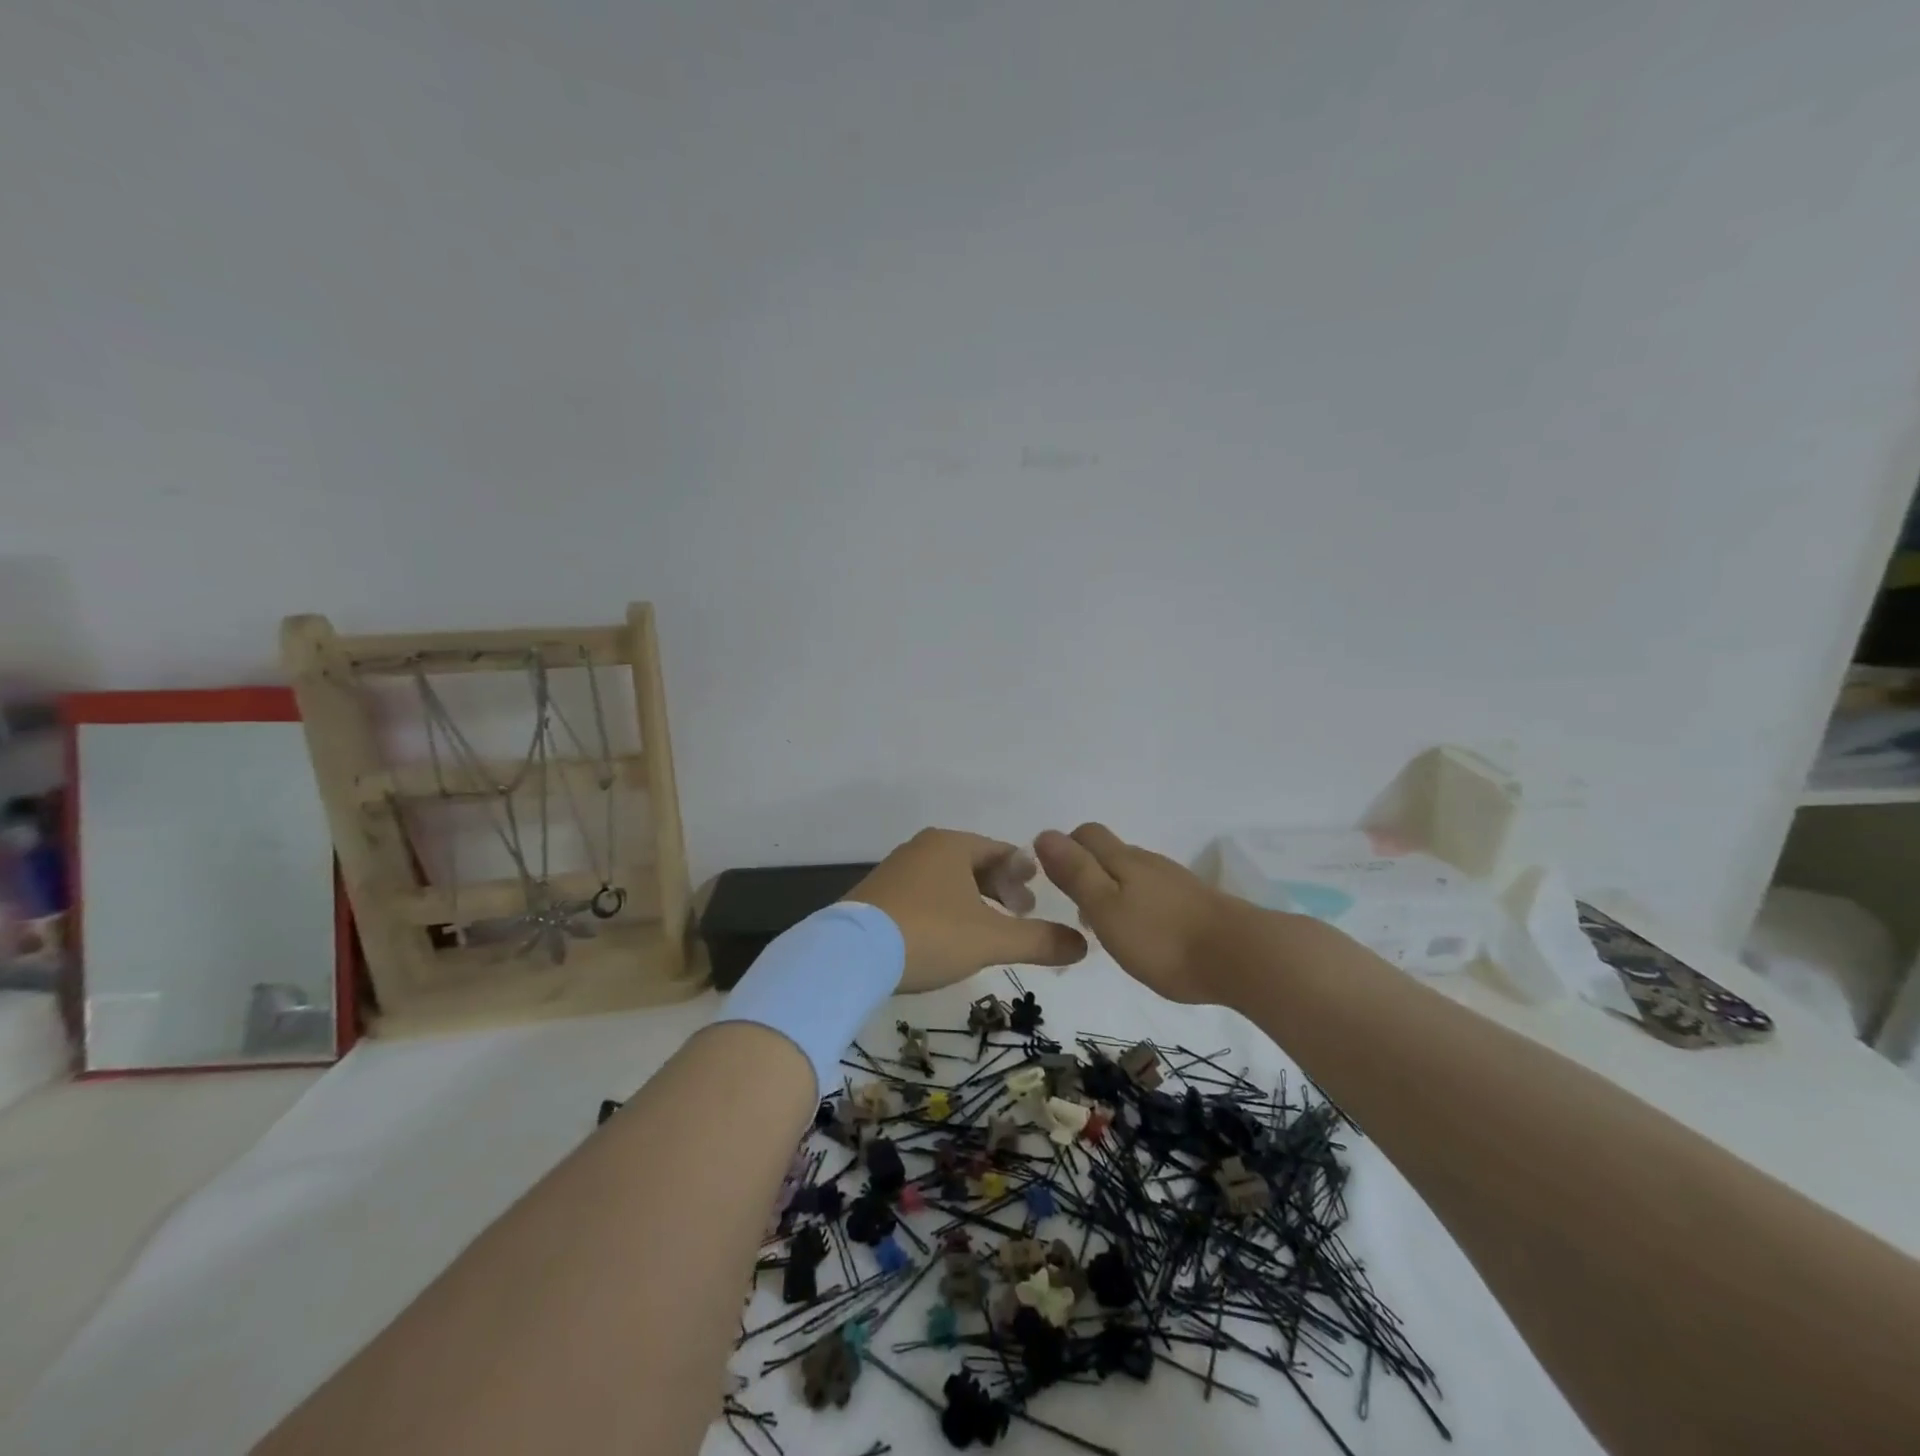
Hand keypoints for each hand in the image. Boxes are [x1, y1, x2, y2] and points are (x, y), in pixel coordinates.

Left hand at [846, 828, 1088, 992]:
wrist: (850, 955)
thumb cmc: (929, 934)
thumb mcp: (991, 939)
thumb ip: (1039, 940)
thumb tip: (1083, 945)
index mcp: (951, 845)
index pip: (1000, 851)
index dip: (1023, 872)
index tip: (1037, 895)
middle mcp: (922, 848)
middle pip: (973, 863)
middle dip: (1000, 887)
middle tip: (1020, 911)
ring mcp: (895, 870)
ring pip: (947, 879)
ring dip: (972, 899)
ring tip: (987, 927)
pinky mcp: (876, 895)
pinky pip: (923, 894)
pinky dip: (945, 908)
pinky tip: (947, 935)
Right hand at [1034, 823, 1244, 1004]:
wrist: (1243, 957)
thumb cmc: (1163, 938)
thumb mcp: (1106, 909)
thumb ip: (1076, 873)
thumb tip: (1044, 834)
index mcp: (1122, 860)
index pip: (1086, 834)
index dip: (1064, 848)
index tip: (1052, 879)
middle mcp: (1148, 862)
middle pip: (1109, 852)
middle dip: (1086, 870)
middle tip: (1075, 908)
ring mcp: (1175, 881)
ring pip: (1132, 873)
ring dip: (1112, 890)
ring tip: (1105, 927)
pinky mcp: (1195, 903)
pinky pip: (1154, 893)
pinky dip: (1138, 904)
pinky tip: (1142, 934)